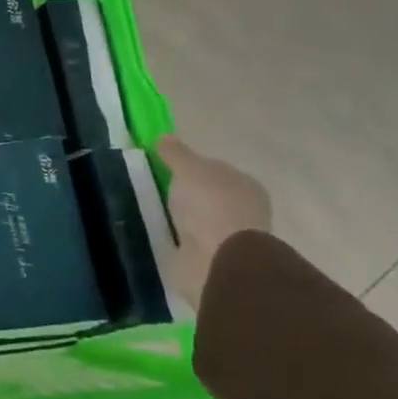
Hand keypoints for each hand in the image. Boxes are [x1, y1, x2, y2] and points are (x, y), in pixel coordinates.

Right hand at [158, 137, 271, 306]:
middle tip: (155, 190)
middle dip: (185, 194)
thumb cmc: (210, 205)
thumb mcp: (188, 168)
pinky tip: (161, 236)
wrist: (220, 261)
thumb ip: (176, 153)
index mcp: (245, 185)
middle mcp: (243, 210)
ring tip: (152, 214)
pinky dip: (178, 239)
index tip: (164, 168)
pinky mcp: (215, 260)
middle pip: (207, 195)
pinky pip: (191, 243)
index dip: (191, 167)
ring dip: (180, 218)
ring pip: (198, 220)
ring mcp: (230, 238)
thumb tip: (164, 137)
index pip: (215, 169)